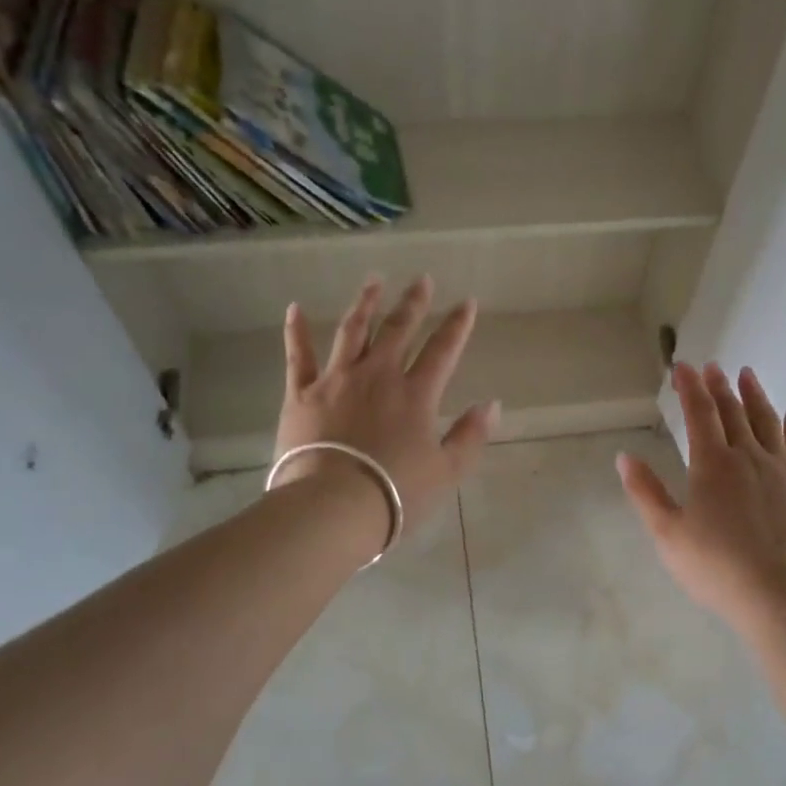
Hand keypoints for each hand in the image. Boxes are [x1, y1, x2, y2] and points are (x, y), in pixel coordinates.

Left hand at [276, 277, 498, 536]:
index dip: (457, 324)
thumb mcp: (446, 471)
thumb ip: (470, 436)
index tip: (466, 302)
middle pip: (398, 330)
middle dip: (413, 302)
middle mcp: (377, 375)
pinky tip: (294, 309)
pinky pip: (298, 356)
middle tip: (421, 279)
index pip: (443, 349)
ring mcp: (336, 380)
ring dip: (365, 304)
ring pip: (352, 331)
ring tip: (374, 281)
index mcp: (416, 393)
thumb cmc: (395, 493)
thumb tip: (491, 405)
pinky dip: (295, 331)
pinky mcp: (301, 394)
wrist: (332, 507)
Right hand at [618, 362, 785, 617]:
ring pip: (767, 422)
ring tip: (747, 375)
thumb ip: (645, 492)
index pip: (699, 413)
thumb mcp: (667, 533)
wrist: (777, 593)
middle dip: (719, 386)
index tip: (682, 366)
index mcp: (712, 464)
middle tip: (713, 367)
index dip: (689, 387)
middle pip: (733, 411)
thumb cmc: (714, 565)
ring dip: (755, 395)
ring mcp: (782, 470)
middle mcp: (748, 456)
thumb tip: (625, 457)